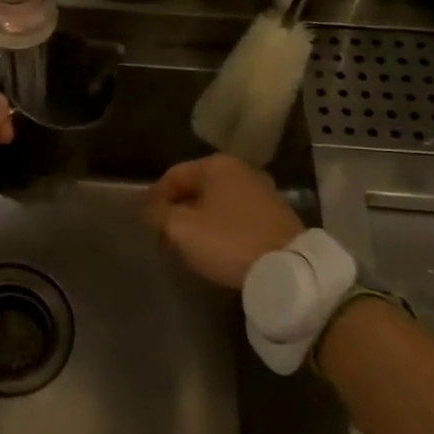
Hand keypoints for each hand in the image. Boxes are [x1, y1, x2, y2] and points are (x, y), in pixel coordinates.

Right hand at [146, 153, 302, 288]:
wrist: (288, 268)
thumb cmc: (227, 241)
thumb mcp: (181, 228)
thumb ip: (159, 214)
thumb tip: (149, 208)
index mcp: (217, 165)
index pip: (173, 175)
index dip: (154, 197)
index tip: (145, 222)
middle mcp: (242, 170)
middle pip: (197, 187)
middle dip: (177, 209)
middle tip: (164, 234)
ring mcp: (263, 191)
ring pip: (218, 202)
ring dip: (199, 219)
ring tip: (188, 244)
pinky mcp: (277, 214)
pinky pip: (237, 215)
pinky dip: (221, 227)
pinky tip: (216, 247)